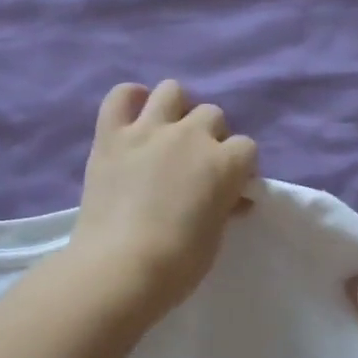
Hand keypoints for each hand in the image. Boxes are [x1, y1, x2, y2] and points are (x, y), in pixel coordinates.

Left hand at [68, 80, 258, 316]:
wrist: (120, 267)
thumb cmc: (177, 264)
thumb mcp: (215, 236)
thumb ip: (225, 206)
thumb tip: (234, 198)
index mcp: (224, 162)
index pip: (246, 147)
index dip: (239, 166)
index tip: (229, 186)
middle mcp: (190, 135)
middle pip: (212, 114)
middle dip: (210, 136)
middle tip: (195, 163)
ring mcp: (148, 130)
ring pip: (172, 90)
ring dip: (175, 109)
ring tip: (166, 134)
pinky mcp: (111, 135)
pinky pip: (120, 96)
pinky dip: (129, 99)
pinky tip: (132, 117)